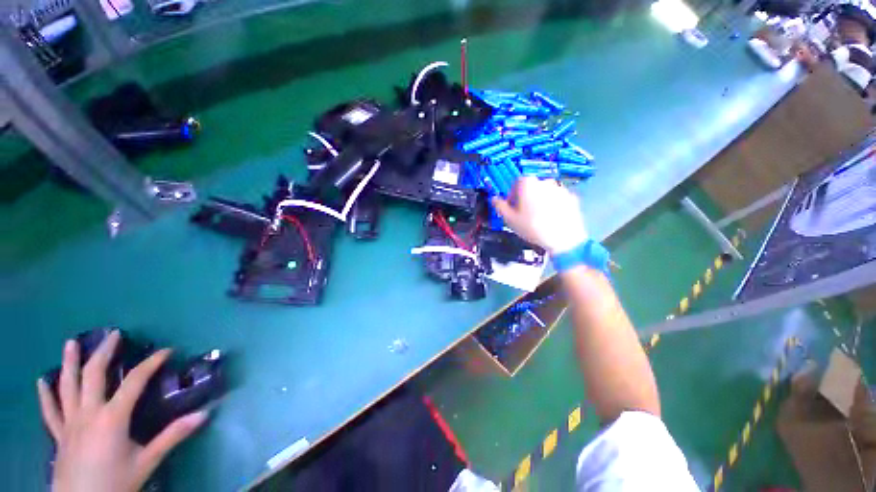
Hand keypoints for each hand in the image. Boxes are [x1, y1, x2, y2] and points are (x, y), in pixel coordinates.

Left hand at [37, 331, 207, 491]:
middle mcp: (88, 412)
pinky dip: (46, 395)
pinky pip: (50, 411)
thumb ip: (173, 436)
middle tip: (114, 334)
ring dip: (70, 363)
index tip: (167, 350)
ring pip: (67, 386)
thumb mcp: (147, 462)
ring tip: (71, 342)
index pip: (134, 381)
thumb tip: (205, 413)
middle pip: (93, 375)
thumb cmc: (117, 482)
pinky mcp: (59, 434)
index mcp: (112, 417)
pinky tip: (42, 381)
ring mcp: (69, 422)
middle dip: (104, 352)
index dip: (152, 363)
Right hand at [491, 177, 587, 253]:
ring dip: (540, 201)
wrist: (563, 237)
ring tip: (539, 218)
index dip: (512, 196)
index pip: (515, 184)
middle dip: (526, 198)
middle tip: (525, 215)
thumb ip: (499, 206)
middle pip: (531, 187)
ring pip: (545, 193)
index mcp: (527, 183)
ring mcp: (560, 188)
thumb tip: (493, 199)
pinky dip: (554, 205)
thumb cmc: (531, 227)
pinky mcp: (572, 197)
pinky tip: (552, 219)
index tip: (512, 208)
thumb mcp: (509, 219)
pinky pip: (558, 199)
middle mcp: (544, 181)